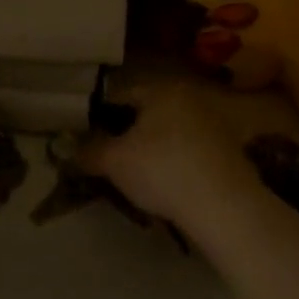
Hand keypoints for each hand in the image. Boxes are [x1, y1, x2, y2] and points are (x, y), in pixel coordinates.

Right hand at [80, 79, 258, 227]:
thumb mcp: (114, 162)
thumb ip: (88, 151)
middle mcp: (189, 98)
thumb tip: (68, 148)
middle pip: (147, 114)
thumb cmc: (163, 171)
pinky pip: (191, 152)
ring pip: (170, 133)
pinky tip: (169, 187)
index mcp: (161, 90)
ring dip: (153, 150)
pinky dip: (176, 164)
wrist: (227, 208)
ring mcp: (214, 124)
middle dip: (128, 135)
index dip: (99, 118)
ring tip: (138, 178)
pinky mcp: (230, 152)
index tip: (88, 141)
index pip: (120, 95)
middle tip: (111, 161)